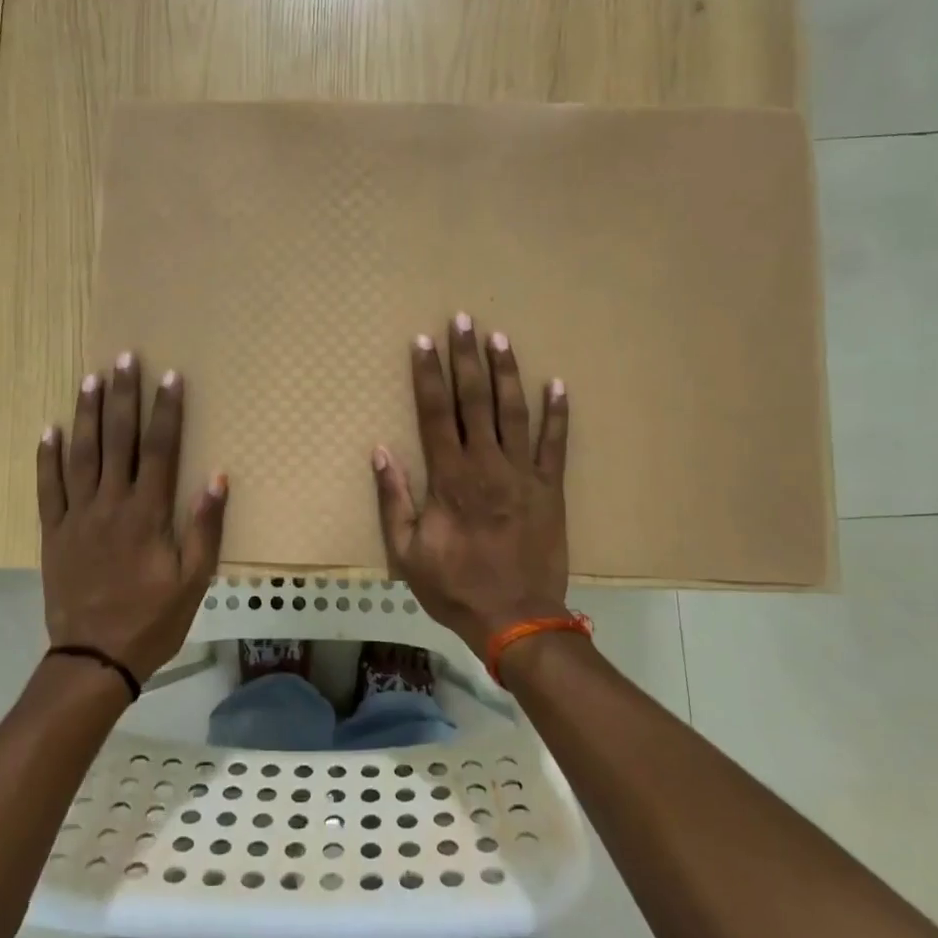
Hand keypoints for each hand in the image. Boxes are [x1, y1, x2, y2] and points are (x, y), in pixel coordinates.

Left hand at [38, 353, 227, 683]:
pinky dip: (47, 457)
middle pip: (118, 440)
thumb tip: (217, 477)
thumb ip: (205, 527)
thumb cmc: (153, 619)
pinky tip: (49, 429)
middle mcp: (111, 505)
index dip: (166, 411)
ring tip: (91, 378)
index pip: (160, 450)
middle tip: (126, 358)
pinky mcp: (53, 533)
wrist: (95, 658)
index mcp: (148, 514)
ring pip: (81, 455)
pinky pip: (47, 488)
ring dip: (87, 414)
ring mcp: (77, 517)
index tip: (170, 377)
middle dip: (123, 396)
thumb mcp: (194, 580)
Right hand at [372, 313, 570, 656]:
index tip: (423, 341)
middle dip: (466, 357)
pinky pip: (555, 443)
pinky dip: (557, 413)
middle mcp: (486, 464)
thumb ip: (393, 499)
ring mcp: (523, 473)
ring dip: (506, 372)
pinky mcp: (551, 488)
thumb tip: (380, 451)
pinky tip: (557, 384)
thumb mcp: (406, 552)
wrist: (516, 618)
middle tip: (463, 319)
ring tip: (500, 338)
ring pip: (513, 412)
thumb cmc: (455, 586)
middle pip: (475, 400)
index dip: (428, 375)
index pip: (435, 413)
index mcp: (449, 478)